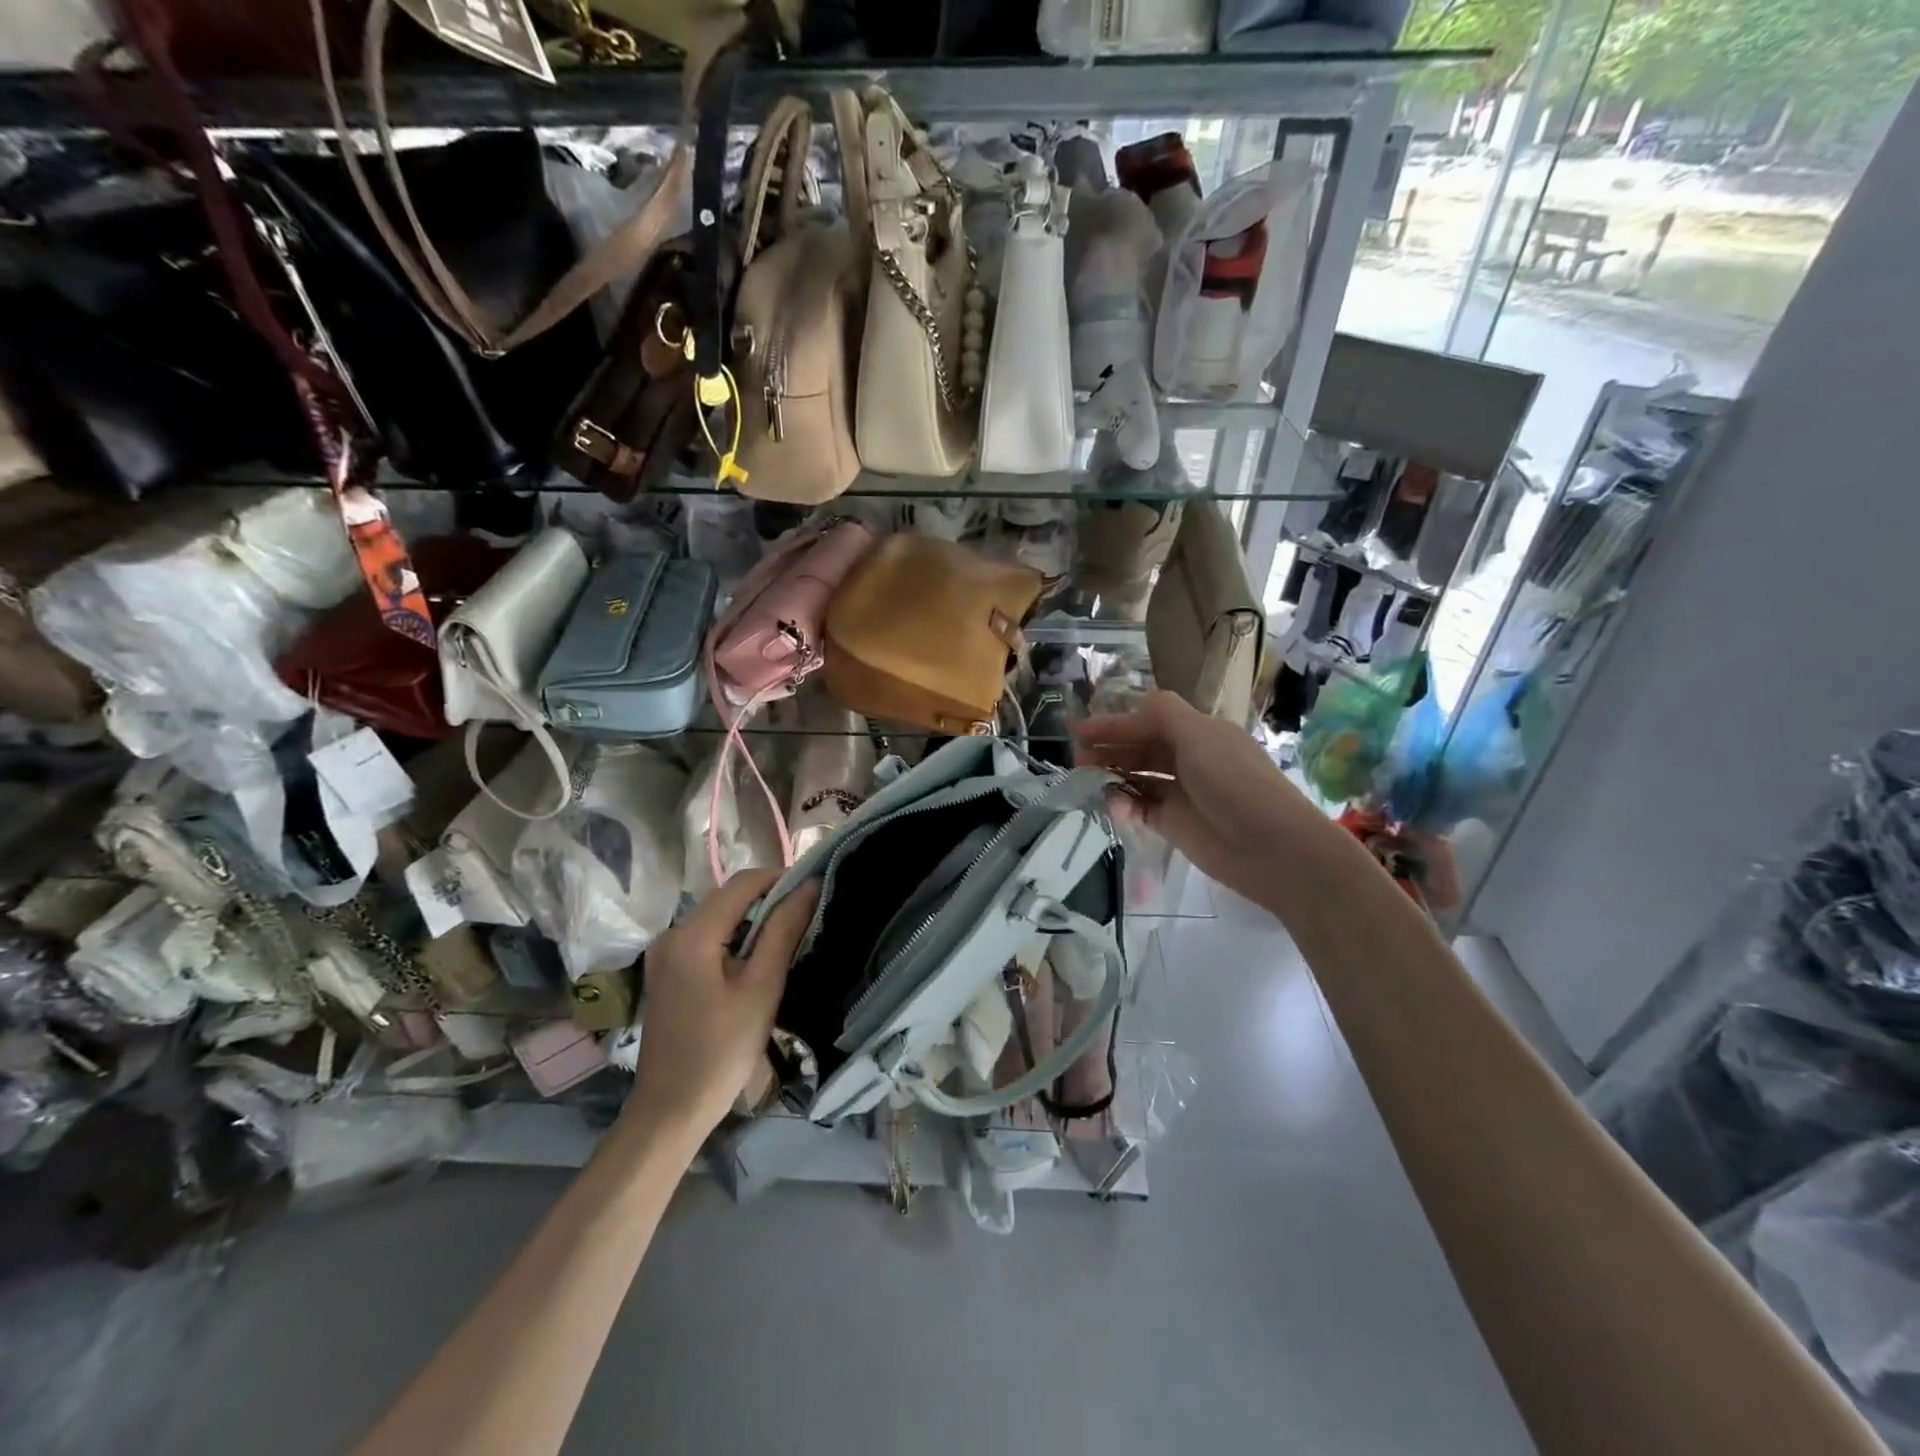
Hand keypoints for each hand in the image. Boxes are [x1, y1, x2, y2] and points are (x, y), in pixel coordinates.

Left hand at [626, 867, 818, 1140]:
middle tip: (808, 912)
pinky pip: (706, 938)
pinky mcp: (667, 973)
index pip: (742, 882)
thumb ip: (783, 931)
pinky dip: (735, 937)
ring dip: (754, 918)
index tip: (814, 887)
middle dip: (769, 897)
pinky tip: (758, 958)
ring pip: (718, 917)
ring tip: (790, 933)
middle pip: (727, 897)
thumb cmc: (722, 1050)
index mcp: (692, 934)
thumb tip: (808, 886)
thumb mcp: (762, 988)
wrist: (671, 1110)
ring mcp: (665, 954)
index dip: (780, 877)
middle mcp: (672, 934)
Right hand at [1074, 691, 1324, 909]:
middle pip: (1138, 747)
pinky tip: (1117, 809)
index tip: (1079, 731)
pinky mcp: (1173, 823)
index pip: (1148, 719)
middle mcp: (1188, 758)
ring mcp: (1180, 792)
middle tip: (1077, 759)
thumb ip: (1162, 714)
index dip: (1115, 723)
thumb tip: (1132, 706)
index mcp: (1198, 732)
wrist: (1271, 848)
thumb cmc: (1235, 783)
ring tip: (1086, 781)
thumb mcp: (1200, 736)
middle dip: (1108, 749)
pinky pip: (1139, 807)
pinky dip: (1124, 805)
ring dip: (1111, 776)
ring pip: (1135, 776)